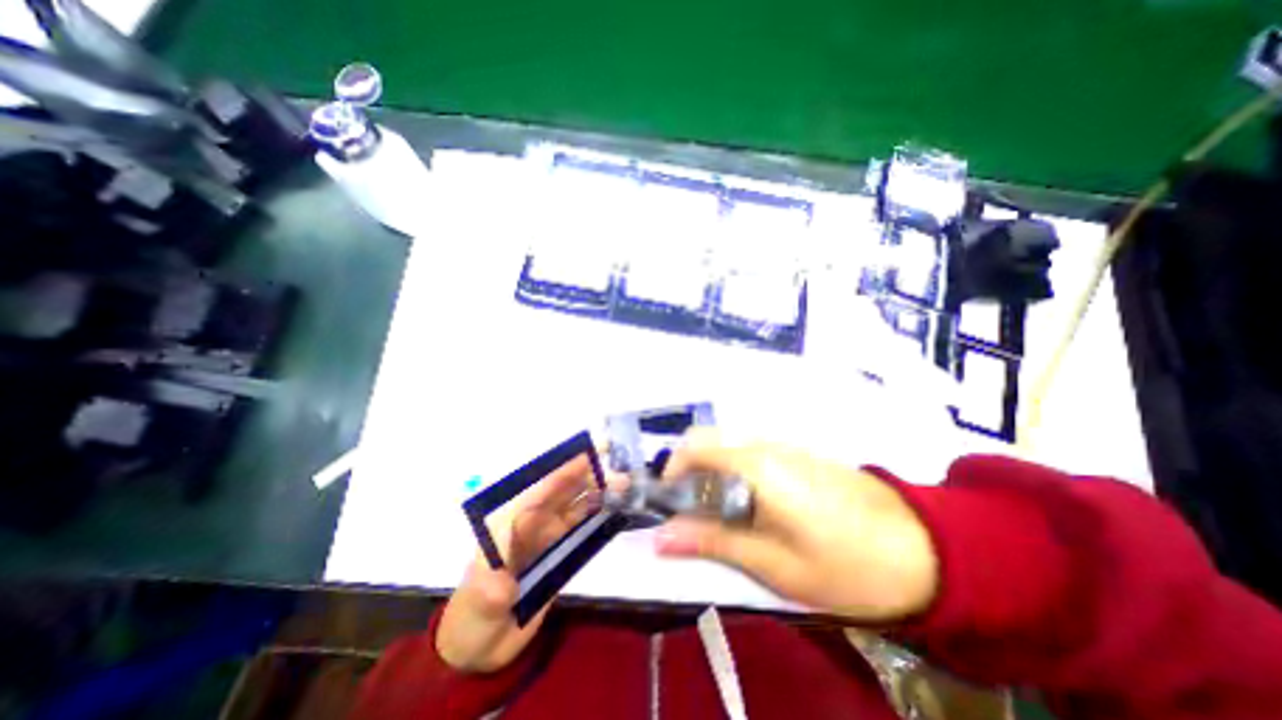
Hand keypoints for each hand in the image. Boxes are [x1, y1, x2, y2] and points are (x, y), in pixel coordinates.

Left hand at [435, 453, 600, 671]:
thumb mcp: (477, 606)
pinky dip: (597, 513)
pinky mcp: (560, 551)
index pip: (538, 492)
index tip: (585, 457)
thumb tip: (505, 582)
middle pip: (561, 491)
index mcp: (510, 524)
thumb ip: (489, 594)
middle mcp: (532, 523)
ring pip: (575, 504)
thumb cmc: (470, 620)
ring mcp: (548, 536)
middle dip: (586, 475)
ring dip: (596, 491)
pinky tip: (614, 506)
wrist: (479, 649)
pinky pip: (581, 525)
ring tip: (621, 482)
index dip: (561, 473)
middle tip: (615, 466)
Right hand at [656, 428, 939, 622]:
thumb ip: (712, 542)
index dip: (671, 471)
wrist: (924, 548)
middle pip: (708, 442)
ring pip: (728, 447)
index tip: (668, 504)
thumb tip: (660, 537)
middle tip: (691, 514)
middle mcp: (764, 445)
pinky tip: (753, 507)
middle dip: (689, 473)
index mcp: (755, 465)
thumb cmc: (844, 563)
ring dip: (711, 474)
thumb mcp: (772, 564)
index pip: (694, 447)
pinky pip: (749, 453)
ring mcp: (783, 446)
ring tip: (721, 516)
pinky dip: (734, 473)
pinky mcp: (797, 454)